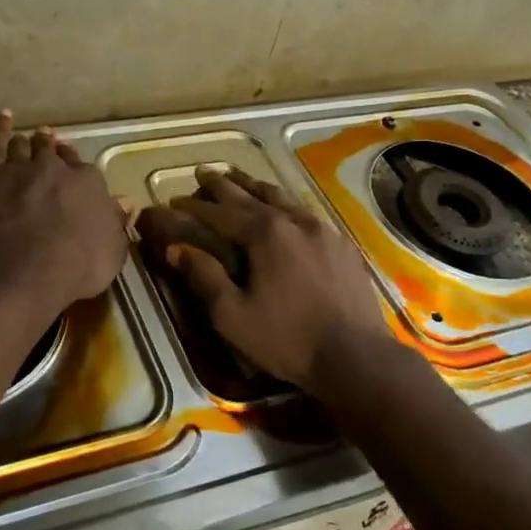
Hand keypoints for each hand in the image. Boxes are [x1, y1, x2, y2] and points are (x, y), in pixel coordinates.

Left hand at [0, 110, 128, 310]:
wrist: (25, 270)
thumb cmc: (77, 267)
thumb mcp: (112, 252)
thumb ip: (116, 224)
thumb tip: (124, 203)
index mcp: (88, 183)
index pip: (83, 169)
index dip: (75, 167)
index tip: (71, 167)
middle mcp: (55, 168)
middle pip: (51, 152)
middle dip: (50, 148)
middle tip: (46, 144)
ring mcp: (19, 169)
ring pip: (22, 147)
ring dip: (25, 142)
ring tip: (24, 138)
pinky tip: (2, 118)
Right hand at [139, 168, 394, 397]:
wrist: (356, 356)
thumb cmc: (287, 339)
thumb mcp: (233, 315)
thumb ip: (204, 277)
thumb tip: (175, 248)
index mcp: (266, 234)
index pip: (221, 213)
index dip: (195, 207)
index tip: (174, 200)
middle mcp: (295, 221)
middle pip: (252, 195)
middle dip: (223, 185)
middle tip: (202, 172)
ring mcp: (324, 230)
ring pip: (283, 198)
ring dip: (256, 187)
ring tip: (239, 178)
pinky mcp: (343, 246)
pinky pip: (307, 214)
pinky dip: (286, 204)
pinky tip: (285, 209)